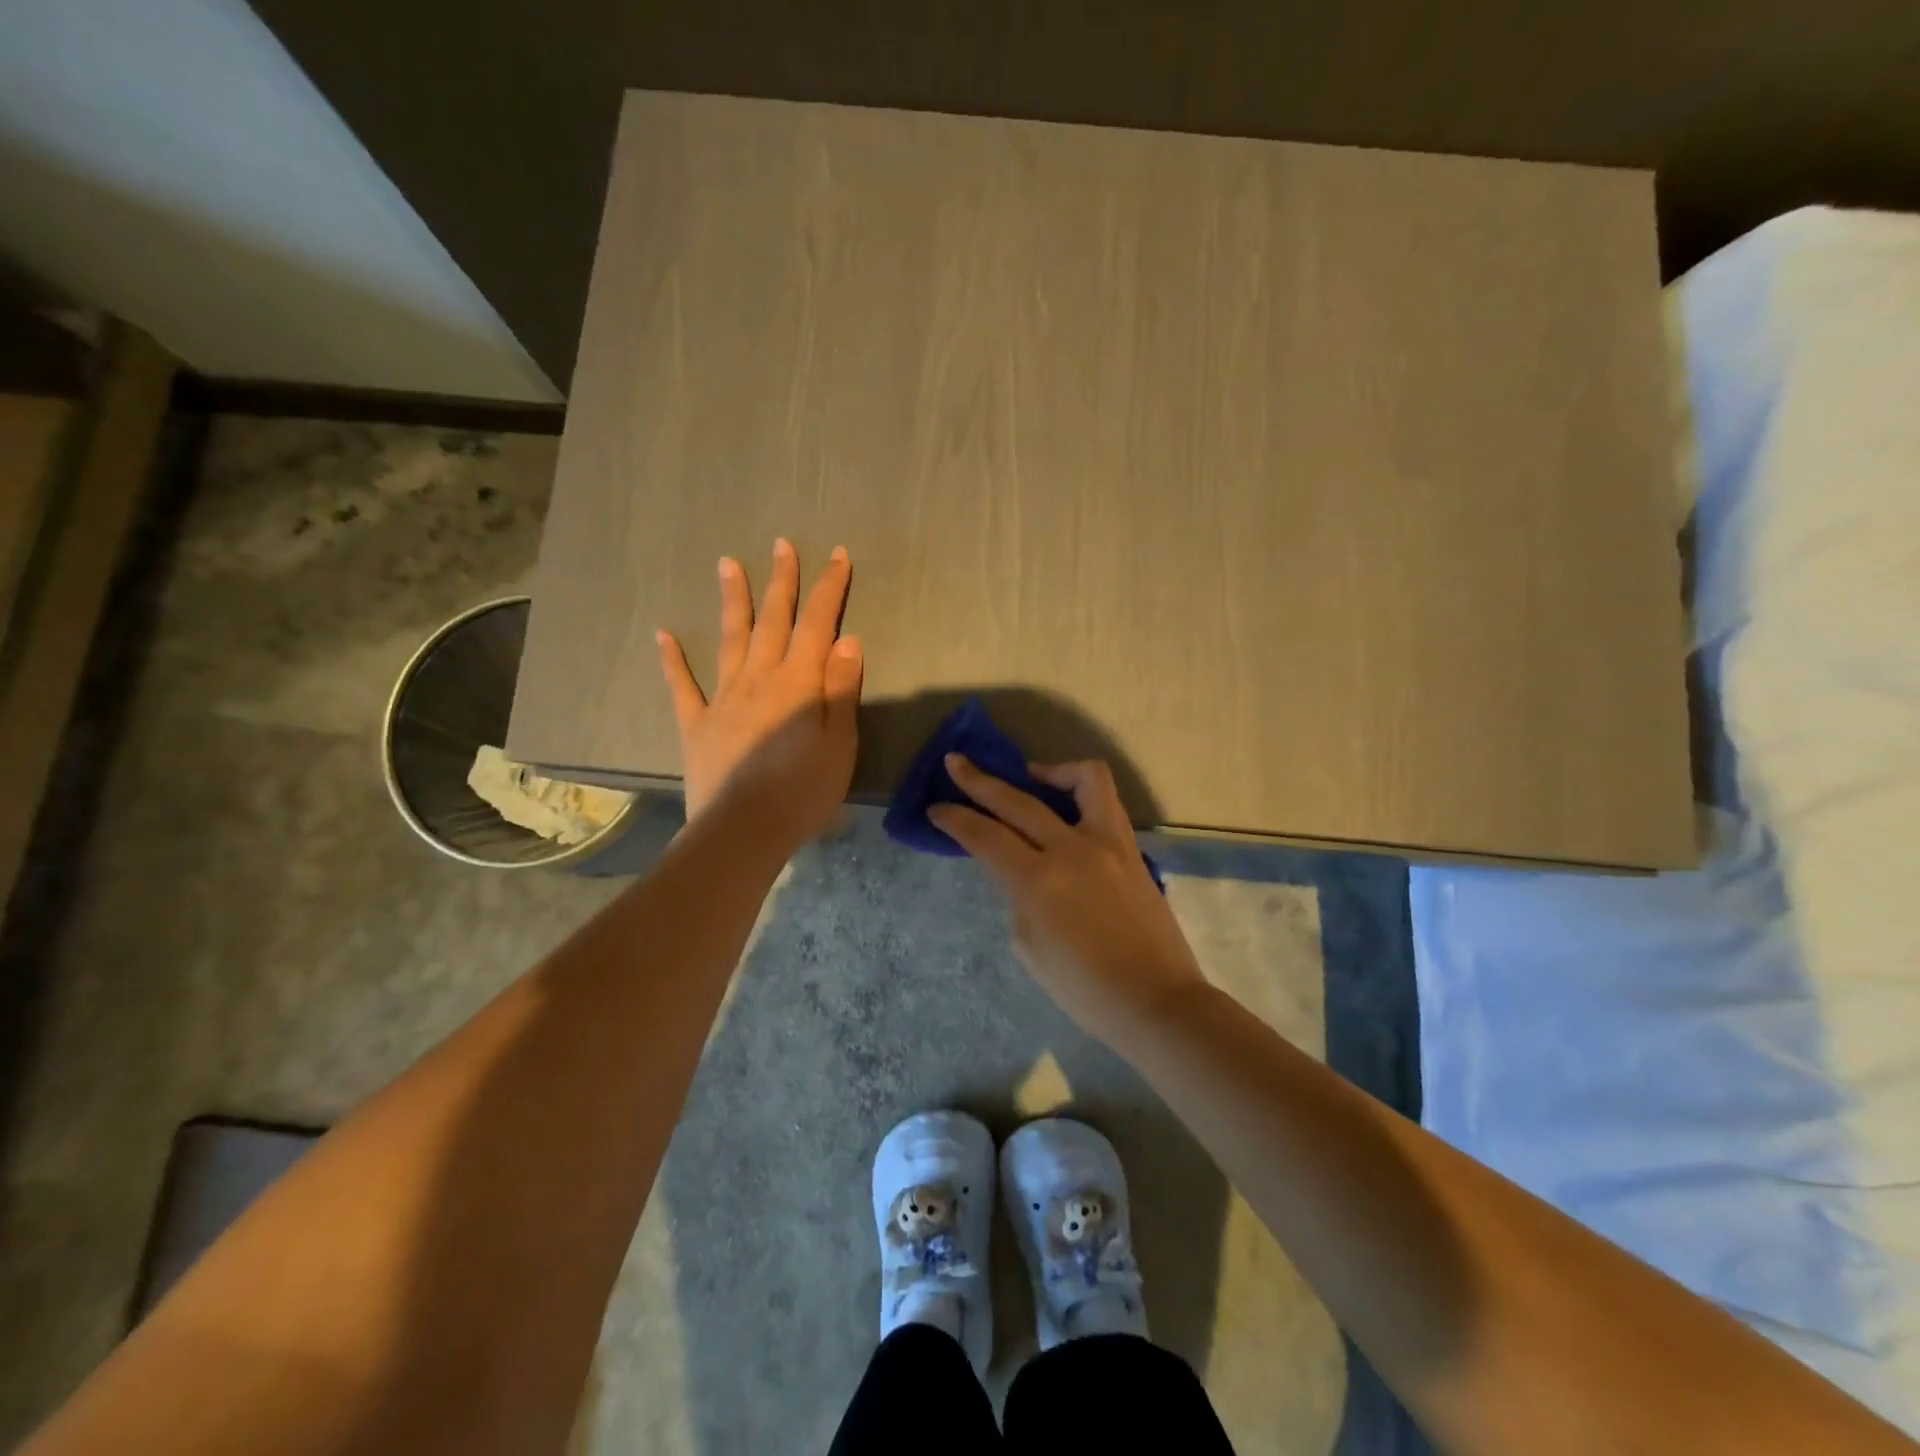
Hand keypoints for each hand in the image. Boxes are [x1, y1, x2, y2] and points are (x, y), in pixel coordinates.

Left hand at [656, 539, 861, 851]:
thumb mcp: (839, 743)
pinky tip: (664, 635)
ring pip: (730, 640)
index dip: (828, 588)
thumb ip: (840, 689)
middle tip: (781, 544)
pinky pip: (683, 686)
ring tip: (727, 564)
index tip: (836, 555)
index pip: (817, 625)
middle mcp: (759, 679)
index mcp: (797, 683)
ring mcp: (723, 699)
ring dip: (732, 601)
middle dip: (781, 581)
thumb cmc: (803, 792)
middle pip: (772, 621)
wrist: (743, 832)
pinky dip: (672, 660)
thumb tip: (847, 639)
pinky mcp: (698, 725)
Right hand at [930, 755, 1206, 1046]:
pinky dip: (1081, 789)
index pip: (985, 836)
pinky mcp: (1131, 847)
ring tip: (1030, 775)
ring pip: (1082, 778)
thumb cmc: (1083, 988)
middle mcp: (1071, 850)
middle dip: (978, 780)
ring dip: (1048, 770)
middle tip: (956, 763)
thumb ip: (1017, 894)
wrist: (1154, 1000)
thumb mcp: (1029, 944)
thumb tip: (1017, 867)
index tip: (936, 808)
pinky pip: (1106, 800)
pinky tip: (1066, 806)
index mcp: (1038, 882)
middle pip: (1017, 800)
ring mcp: (1108, 843)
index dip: (954, 818)